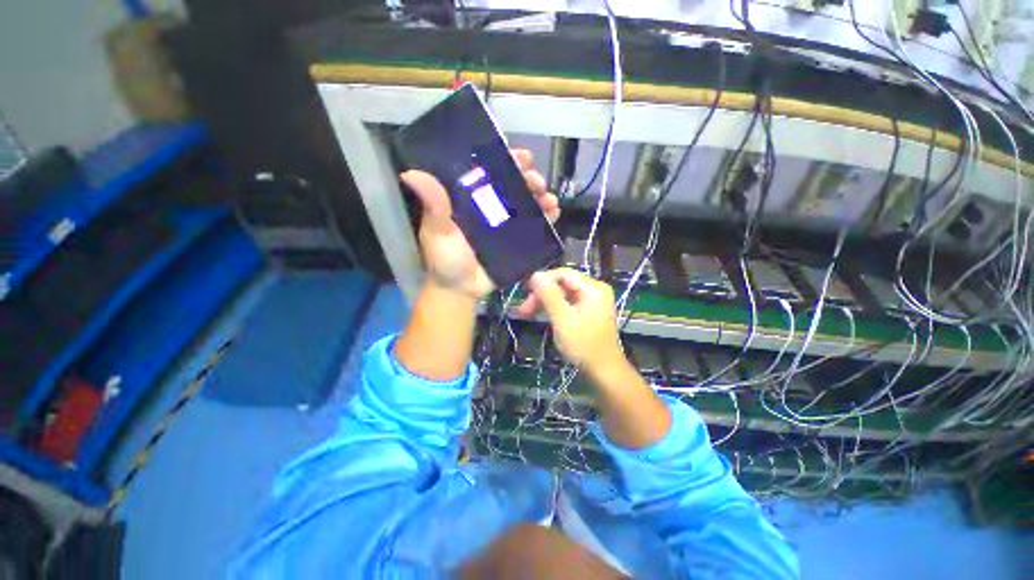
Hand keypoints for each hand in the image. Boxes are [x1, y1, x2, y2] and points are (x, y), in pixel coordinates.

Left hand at [400, 150, 560, 298]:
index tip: (518, 155)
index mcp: (472, 199)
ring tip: (549, 199)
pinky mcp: (518, 242)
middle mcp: (492, 207)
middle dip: (528, 178)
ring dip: (542, 197)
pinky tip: (554, 215)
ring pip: (528, 204)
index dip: (505, 160)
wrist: (460, 290)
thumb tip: (411, 173)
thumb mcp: (437, 231)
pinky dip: (547, 219)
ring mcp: (507, 225)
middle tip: (535, 180)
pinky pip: (535, 228)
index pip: (490, 172)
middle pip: (514, 186)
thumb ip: (433, 206)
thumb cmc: (445, 259)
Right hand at [517, 268, 624, 373]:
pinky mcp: (588, 312)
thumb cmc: (584, 345)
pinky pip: (568, 303)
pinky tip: (543, 316)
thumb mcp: (563, 319)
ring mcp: (593, 301)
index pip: (563, 274)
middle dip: (542, 294)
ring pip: (563, 294)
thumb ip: (549, 295)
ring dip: (545, 302)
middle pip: (562, 283)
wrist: (604, 371)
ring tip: (528, 314)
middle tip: (524, 310)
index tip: (525, 294)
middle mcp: (595, 290)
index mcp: (593, 288)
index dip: (542, 281)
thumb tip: (536, 274)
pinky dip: (554, 308)